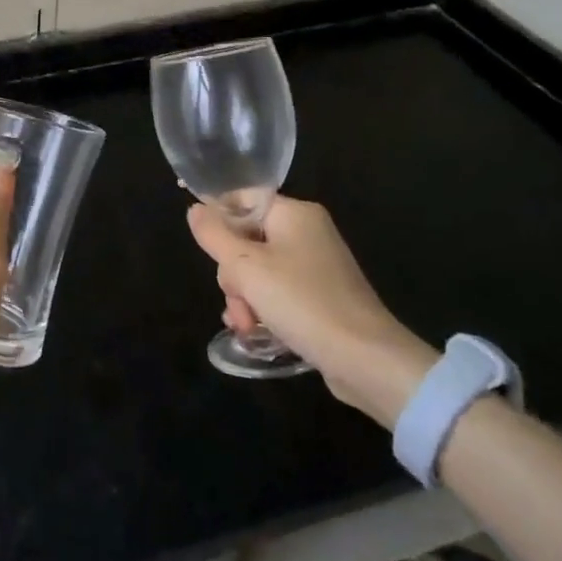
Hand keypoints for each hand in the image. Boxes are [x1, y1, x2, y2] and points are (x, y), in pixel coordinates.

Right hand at [187, 198, 435, 424]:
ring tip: (246, 326)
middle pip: (248, 239)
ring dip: (245, 298)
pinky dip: (264, 308)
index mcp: (295, 213)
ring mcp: (317, 265)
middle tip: (237, 301)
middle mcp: (307, 232)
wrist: (366, 359)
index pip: (242, 201)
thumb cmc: (302, 302)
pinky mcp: (322, 296)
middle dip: (233, 275)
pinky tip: (256, 332)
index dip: (218, 220)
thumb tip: (195, 209)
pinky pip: (279, 292)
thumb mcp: (246, 267)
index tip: (206, 251)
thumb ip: (215, 235)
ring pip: (259, 270)